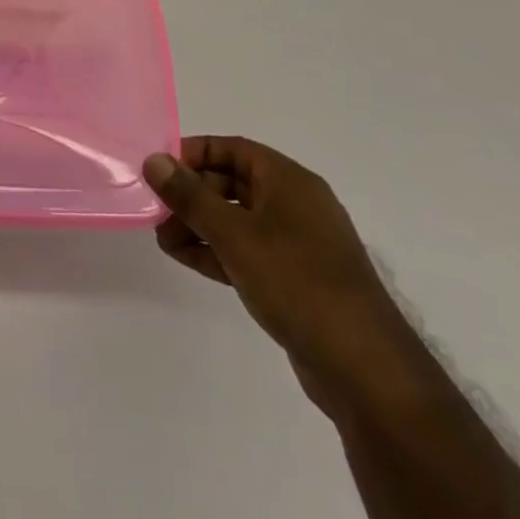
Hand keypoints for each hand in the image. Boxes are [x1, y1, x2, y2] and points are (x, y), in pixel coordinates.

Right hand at [144, 136, 434, 422]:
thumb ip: (190, 196)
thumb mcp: (235, 234)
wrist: (365, 369)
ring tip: (164, 240)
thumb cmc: (298, 283)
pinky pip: (246, 250)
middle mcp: (295, 205)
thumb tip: (153, 160)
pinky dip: (216, 250)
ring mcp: (297, 244)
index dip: (193, 153)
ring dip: (198, 225)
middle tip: (156, 211)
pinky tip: (186, 258)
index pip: (232, 149)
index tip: (159, 169)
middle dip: (191, 194)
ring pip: (236, 219)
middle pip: (231, 183)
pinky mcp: (294, 279)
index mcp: (289, 181)